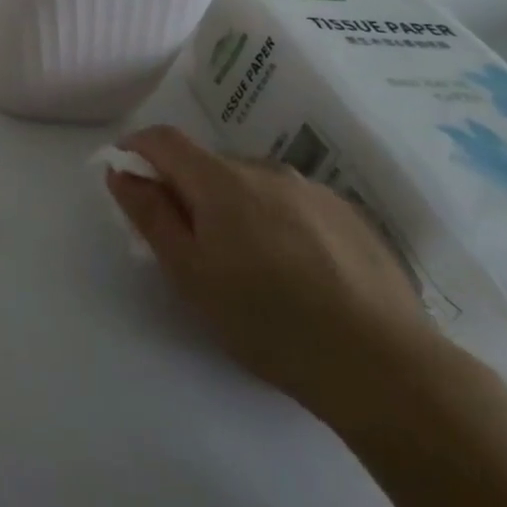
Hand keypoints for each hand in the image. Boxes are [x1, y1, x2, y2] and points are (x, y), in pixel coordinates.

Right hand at [106, 126, 442, 429]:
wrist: (385, 367)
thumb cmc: (267, 321)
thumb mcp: (190, 273)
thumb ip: (150, 215)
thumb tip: (121, 172)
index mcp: (221, 180)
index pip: (165, 140)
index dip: (137, 147)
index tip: (126, 171)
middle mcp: (266, 170)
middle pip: (210, 163)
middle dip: (187, 187)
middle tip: (187, 239)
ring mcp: (314, 190)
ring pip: (253, 183)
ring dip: (233, 204)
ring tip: (246, 261)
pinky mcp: (351, 216)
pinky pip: (293, 202)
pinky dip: (275, 219)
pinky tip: (293, 269)